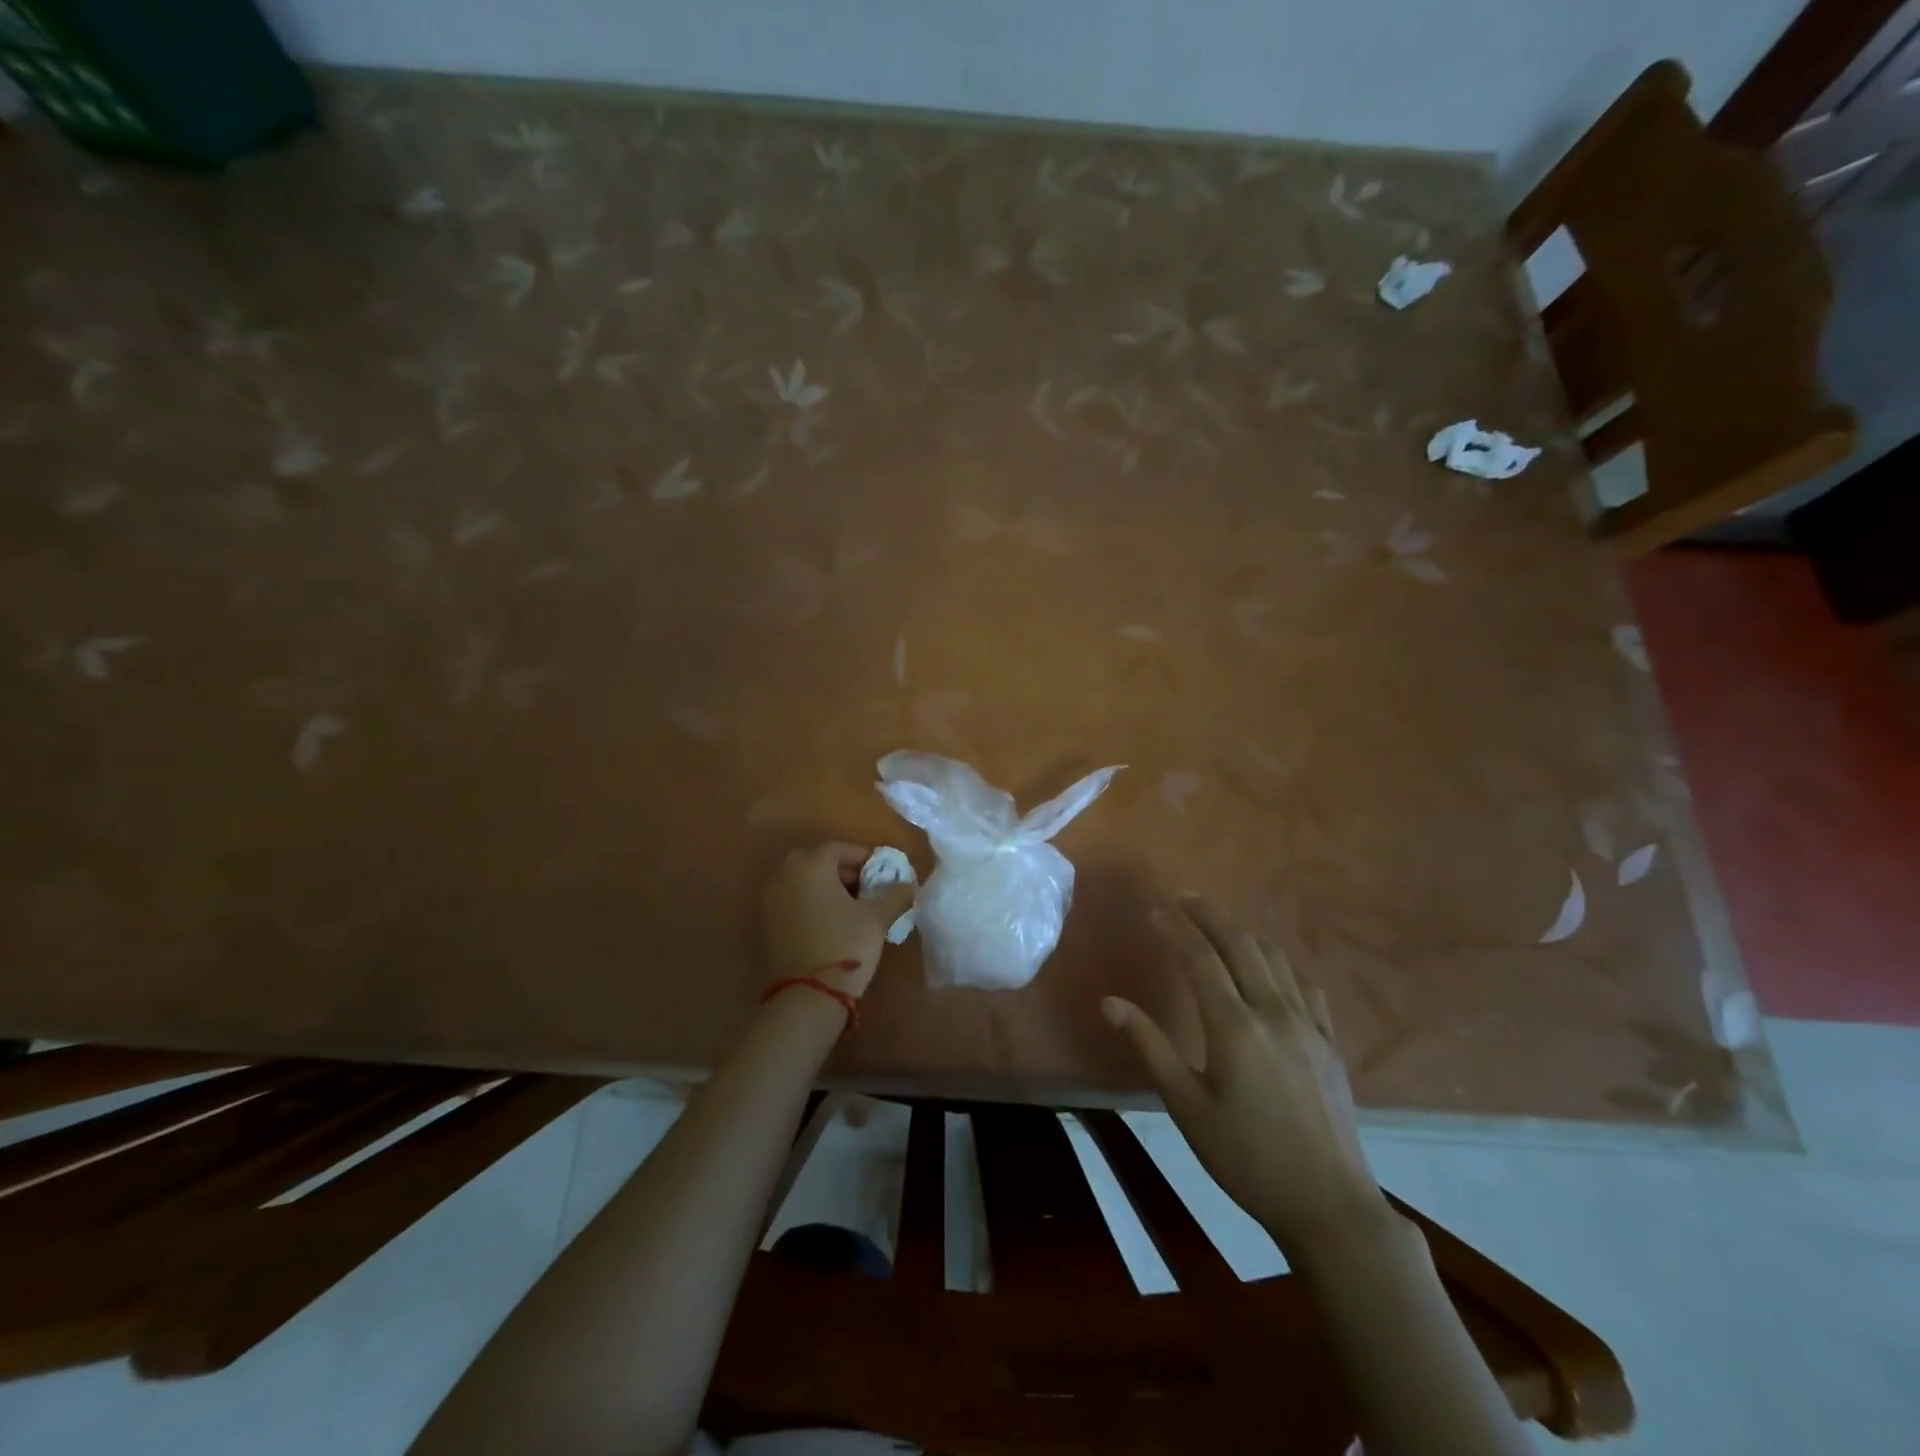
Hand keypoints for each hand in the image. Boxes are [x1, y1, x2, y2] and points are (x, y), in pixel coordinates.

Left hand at [762, 842, 914, 998]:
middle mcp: (784, 874)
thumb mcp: (877, 918)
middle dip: (842, 870)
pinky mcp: (766, 922)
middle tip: (865, 887)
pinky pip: (791, 899)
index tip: (881, 873)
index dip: (862, 857)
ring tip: (851, 906)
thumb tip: (909, 884)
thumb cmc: (845, 944)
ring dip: (825, 885)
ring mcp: (770, 899)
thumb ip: (895, 895)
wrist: (808, 995)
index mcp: (810, 865)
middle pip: (816, 861)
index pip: (838, 848)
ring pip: (802, 880)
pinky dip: (810, 901)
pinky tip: (830, 921)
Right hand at [1102, 895, 1388, 1259]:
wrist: (1329, 1205)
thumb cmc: (1246, 1158)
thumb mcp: (1186, 1106)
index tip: (1156, 912)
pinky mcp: (1329, 1044)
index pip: (1200, 960)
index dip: (1177, 931)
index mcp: (1234, 1027)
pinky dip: (1281, 967)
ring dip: (1245, 935)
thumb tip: (1110, 1003)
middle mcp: (1273, 1013)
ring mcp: (1308, 1026)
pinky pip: (1305, 988)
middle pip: (1241, 945)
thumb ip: (1149, 1047)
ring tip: (1221, 927)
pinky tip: (1272, 973)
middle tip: (1186, 898)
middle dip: (1211, 916)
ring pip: (1275, 960)